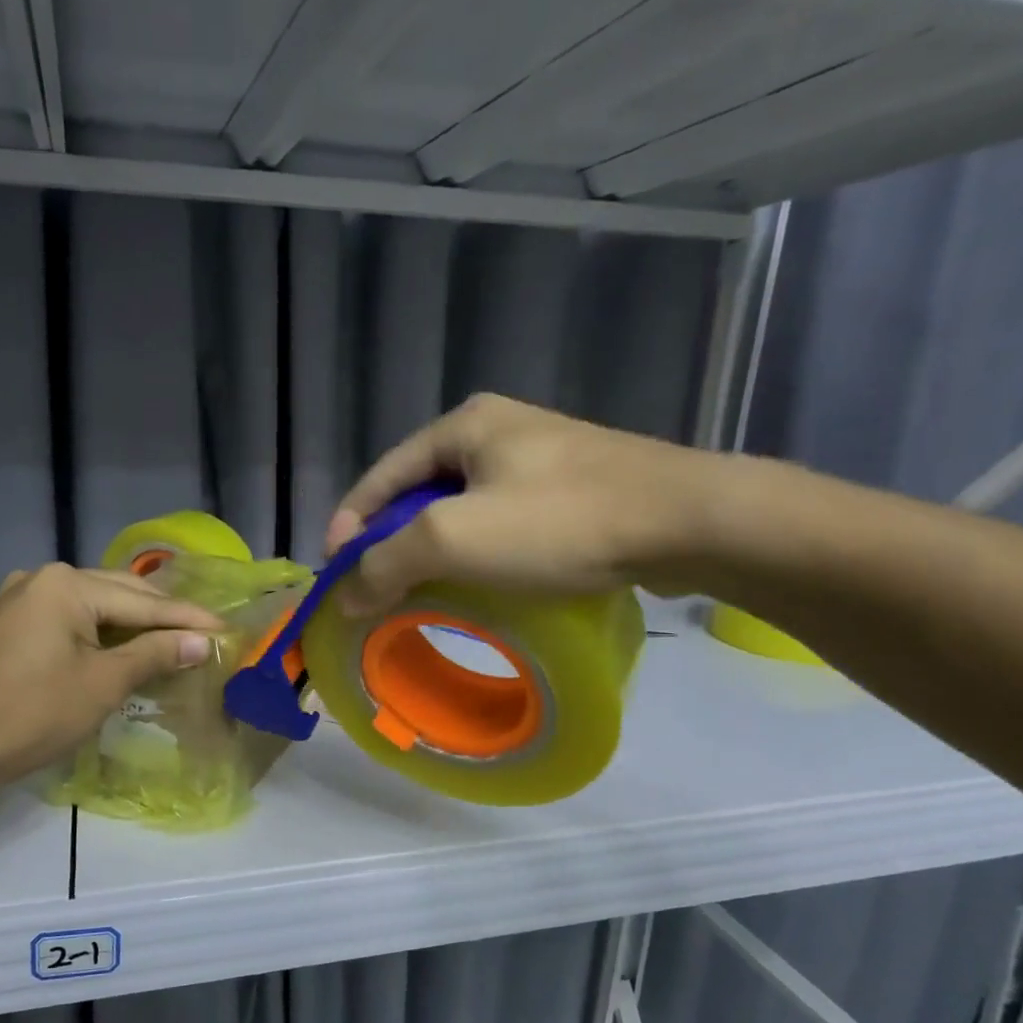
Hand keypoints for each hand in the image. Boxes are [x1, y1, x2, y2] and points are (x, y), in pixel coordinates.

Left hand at [0, 564, 220, 785]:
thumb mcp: (104, 683)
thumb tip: (202, 642)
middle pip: (117, 595)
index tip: (225, 628)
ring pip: (93, 608)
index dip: (186, 618)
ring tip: (173, 641)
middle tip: (204, 635)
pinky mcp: (9, 627)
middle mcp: (40, 580)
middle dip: (161, 618)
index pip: (141, 601)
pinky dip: (100, 635)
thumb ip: (156, 654)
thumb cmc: (33, 713)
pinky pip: (68, 622)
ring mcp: (19, 601)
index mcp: (64, 584)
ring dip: (132, 626)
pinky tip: (124, 649)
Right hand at [325, 394, 727, 614]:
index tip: (335, 574)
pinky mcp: (573, 489)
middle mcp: (499, 431)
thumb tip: (345, 596)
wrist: (686, 521)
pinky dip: (477, 553)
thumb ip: (387, 563)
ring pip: (462, 509)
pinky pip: (502, 522)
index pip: (381, 475)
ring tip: (419, 593)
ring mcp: (541, 458)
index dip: (350, 524)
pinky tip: (479, 584)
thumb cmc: (559, 522)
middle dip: (392, 541)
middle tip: (375, 588)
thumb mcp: (454, 539)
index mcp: (464, 425)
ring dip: (434, 551)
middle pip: (420, 492)